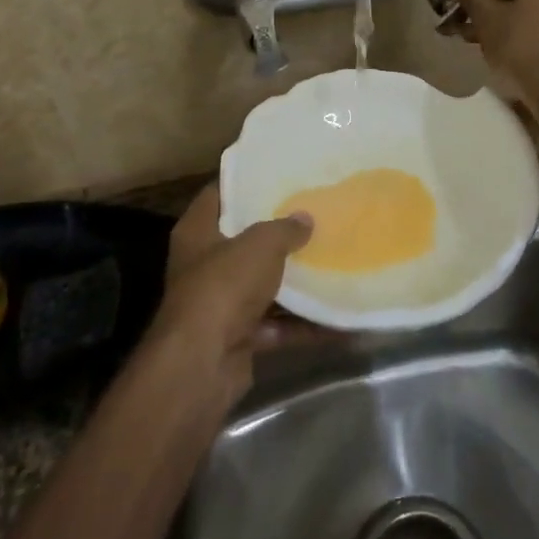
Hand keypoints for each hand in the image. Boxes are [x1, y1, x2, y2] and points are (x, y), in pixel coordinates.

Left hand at [152, 184, 313, 404]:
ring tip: (334, 262)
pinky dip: (305, 324)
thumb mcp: (260, 245)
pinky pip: (278, 326)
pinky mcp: (239, 338)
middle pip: (244, 242)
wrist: (202, 364)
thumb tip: (305, 219)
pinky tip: (341, 319)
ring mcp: (221, 304)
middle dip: (278, 234)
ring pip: (264, 286)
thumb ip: (285, 229)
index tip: (276, 174)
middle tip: (315, 215)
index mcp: (197, 232)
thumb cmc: (224, 286)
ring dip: (296, 282)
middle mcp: (205, 265)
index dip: (243, 183)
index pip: (217, 195)